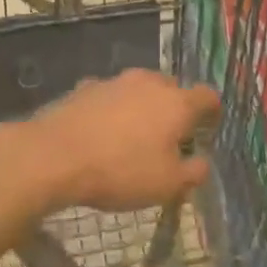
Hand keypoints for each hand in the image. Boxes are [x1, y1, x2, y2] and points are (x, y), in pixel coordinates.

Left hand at [0, 70, 220, 215]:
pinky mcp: (84, 87)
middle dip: (175, 110)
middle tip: (170, 139)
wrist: (54, 155)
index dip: (212, 113)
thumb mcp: (167, 185)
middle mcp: (148, 82)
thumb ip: (193, 172)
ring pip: (139, 91)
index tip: (208, 130)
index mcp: (177, 102)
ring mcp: (114, 81)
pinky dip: (112, 111)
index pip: (207, 96)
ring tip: (133, 138)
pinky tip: (101, 135)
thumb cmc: (121, 171)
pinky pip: (109, 98)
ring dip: (142, 109)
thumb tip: (201, 161)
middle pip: (172, 89)